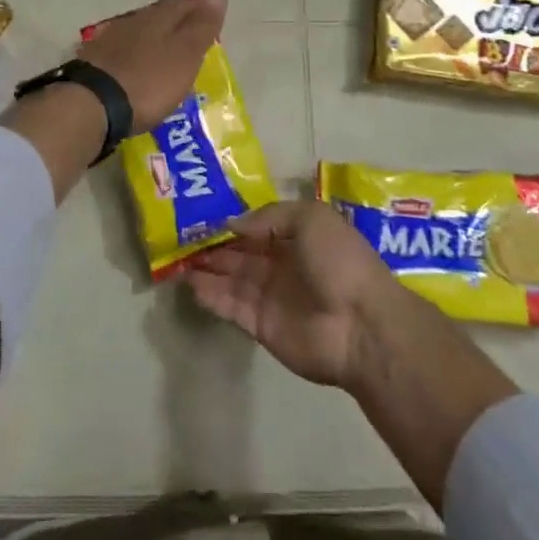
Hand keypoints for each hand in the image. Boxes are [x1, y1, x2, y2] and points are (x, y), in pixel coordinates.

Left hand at [81, 0, 227, 133]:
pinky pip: (120, 52)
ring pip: (138, 33)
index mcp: (159, 17)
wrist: (93, 105)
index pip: (184, 5)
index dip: (199, 11)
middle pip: (159, 16)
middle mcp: (133, 21)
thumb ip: (202, 24)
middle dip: (175, 24)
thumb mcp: (185, 53)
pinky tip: (135, 68)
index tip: (211, 21)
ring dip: (152, 40)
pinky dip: (133, 57)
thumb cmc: (149, 80)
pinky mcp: (93, 62)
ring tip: (165, 55)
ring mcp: (109, 40)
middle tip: (190, 38)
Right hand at [184, 201, 403, 390]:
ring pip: (231, 278)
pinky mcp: (260, 324)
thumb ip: (269, 216)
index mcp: (298, 237)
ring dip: (206, 269)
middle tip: (180, 236)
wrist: (361, 325)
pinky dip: (210, 295)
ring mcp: (270, 296)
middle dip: (213, 245)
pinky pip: (230, 306)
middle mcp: (282, 265)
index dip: (232, 222)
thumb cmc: (339, 262)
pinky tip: (189, 283)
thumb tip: (232, 223)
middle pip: (241, 253)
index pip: (258, 227)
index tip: (202, 214)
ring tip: (177, 259)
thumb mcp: (311, 218)